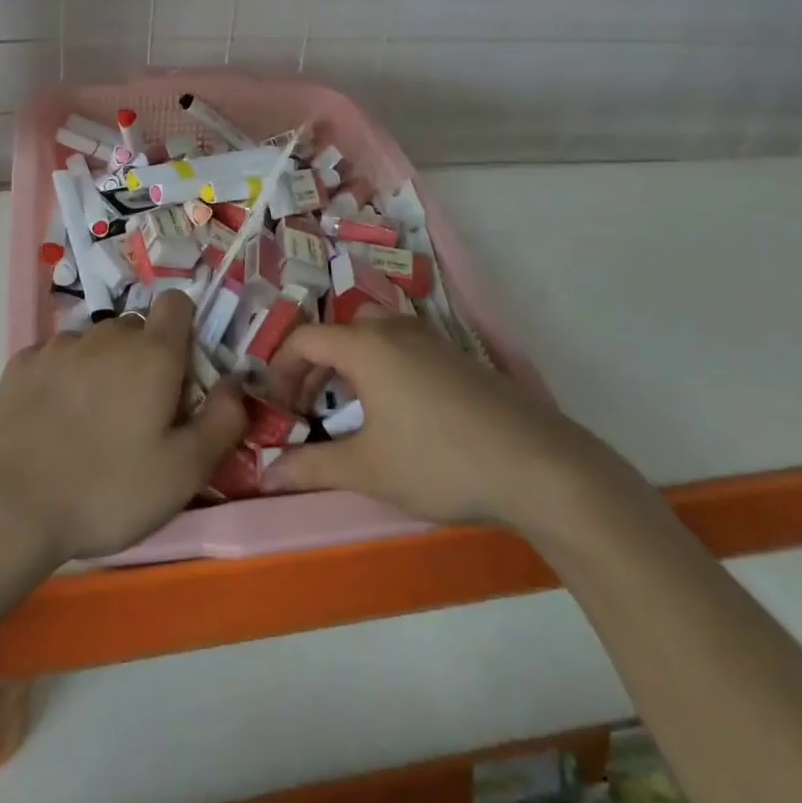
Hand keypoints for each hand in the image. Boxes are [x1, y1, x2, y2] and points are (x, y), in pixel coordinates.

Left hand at [0, 290, 246, 564]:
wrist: (10, 510)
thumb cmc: (108, 491)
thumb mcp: (184, 472)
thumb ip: (223, 420)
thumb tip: (235, 382)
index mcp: (153, 353)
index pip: (177, 303)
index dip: (184, 329)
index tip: (180, 372)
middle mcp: (108, 335)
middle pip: (136, 328)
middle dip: (144, 357)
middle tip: (138, 411)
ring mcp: (60, 345)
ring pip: (95, 342)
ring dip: (102, 366)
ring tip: (91, 420)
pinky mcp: (22, 363)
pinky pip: (56, 357)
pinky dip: (62, 377)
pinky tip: (52, 418)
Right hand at [261, 312, 609, 527]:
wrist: (535, 463)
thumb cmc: (438, 461)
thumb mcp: (368, 469)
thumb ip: (312, 468)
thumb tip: (267, 473)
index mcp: (366, 346)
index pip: (305, 339)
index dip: (281, 368)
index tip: (276, 406)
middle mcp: (395, 330)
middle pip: (341, 329)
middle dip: (316, 362)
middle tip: (308, 404)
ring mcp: (431, 339)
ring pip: (375, 333)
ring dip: (351, 361)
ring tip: (349, 406)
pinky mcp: (457, 356)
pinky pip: (404, 345)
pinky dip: (383, 365)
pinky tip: (398, 409)